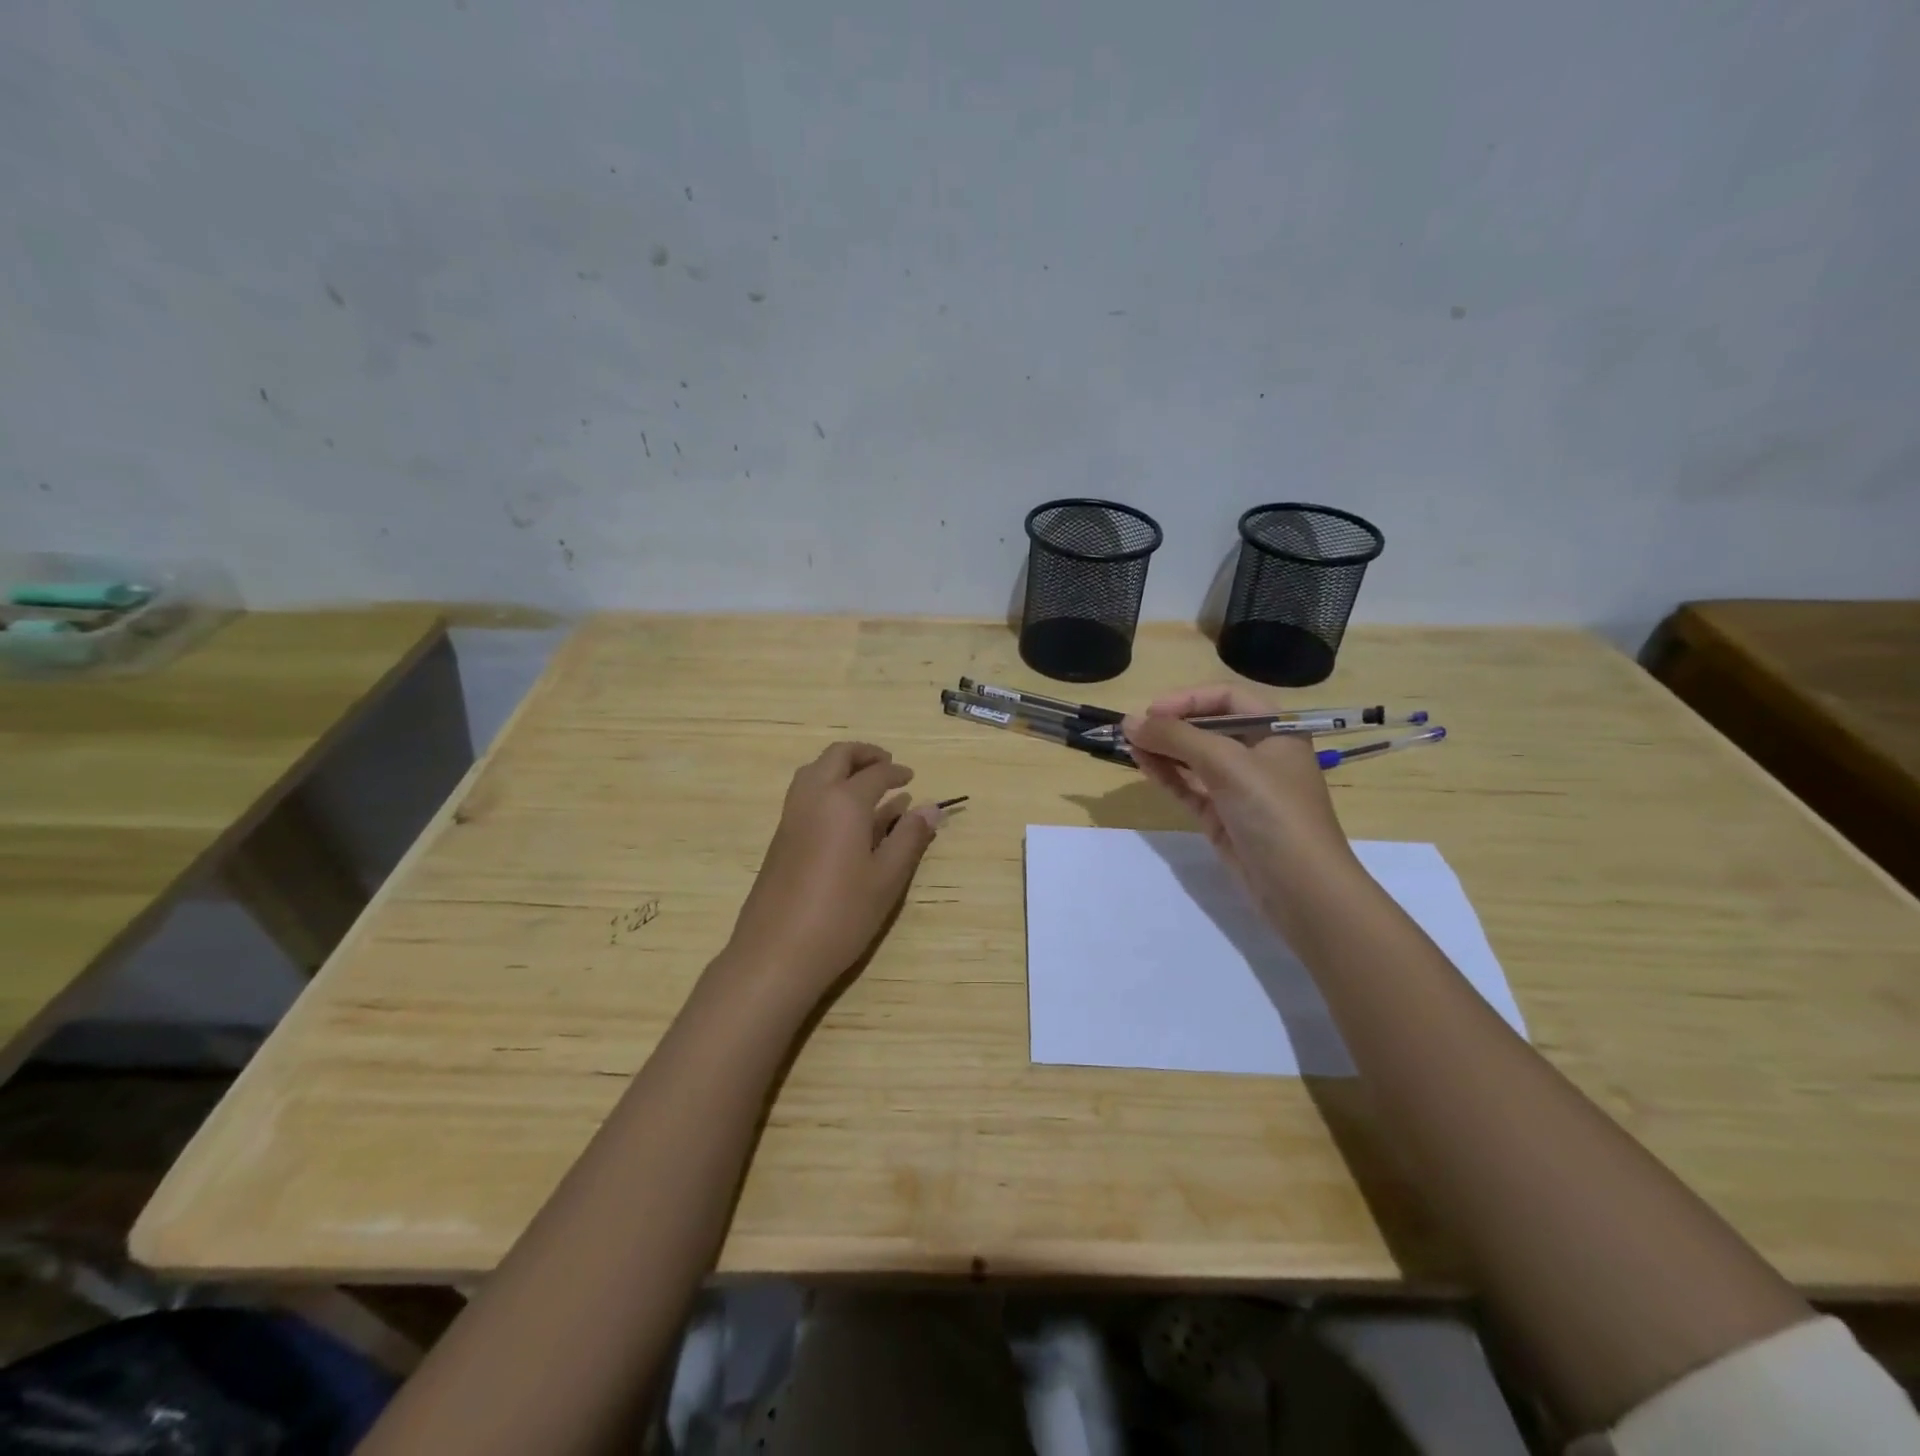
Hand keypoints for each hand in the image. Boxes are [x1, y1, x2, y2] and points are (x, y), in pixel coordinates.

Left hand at [722, 741, 943, 1006]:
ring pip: (814, 771)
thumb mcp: (887, 879)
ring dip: (840, 767)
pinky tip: (843, 817)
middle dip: (864, 754)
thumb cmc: (842, 915)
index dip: (896, 772)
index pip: (875, 773)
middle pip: (837, 757)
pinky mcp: (779, 838)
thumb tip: (931, 807)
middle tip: (887, 765)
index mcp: (844, 802)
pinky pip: (804, 793)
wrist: (776, 953)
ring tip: (864, 784)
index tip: (912, 778)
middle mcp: (813, 798)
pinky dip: (826, 787)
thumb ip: (909, 838)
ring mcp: (790, 817)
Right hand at [1123, 685, 1355, 911]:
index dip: (1188, 700)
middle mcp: (1258, 754)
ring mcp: (1240, 788)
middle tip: (1134, 730)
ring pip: (1195, 759)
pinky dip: (1167, 775)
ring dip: (1164, 749)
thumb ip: (1177, 739)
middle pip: (1208, 727)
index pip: (1227, 698)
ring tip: (1130, 746)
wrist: (1301, 889)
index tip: (1152, 712)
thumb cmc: (1274, 812)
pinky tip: (1143, 765)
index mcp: (1275, 731)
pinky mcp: (1223, 817)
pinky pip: (1190, 787)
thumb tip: (1130, 722)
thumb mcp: (1228, 765)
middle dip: (1171, 726)